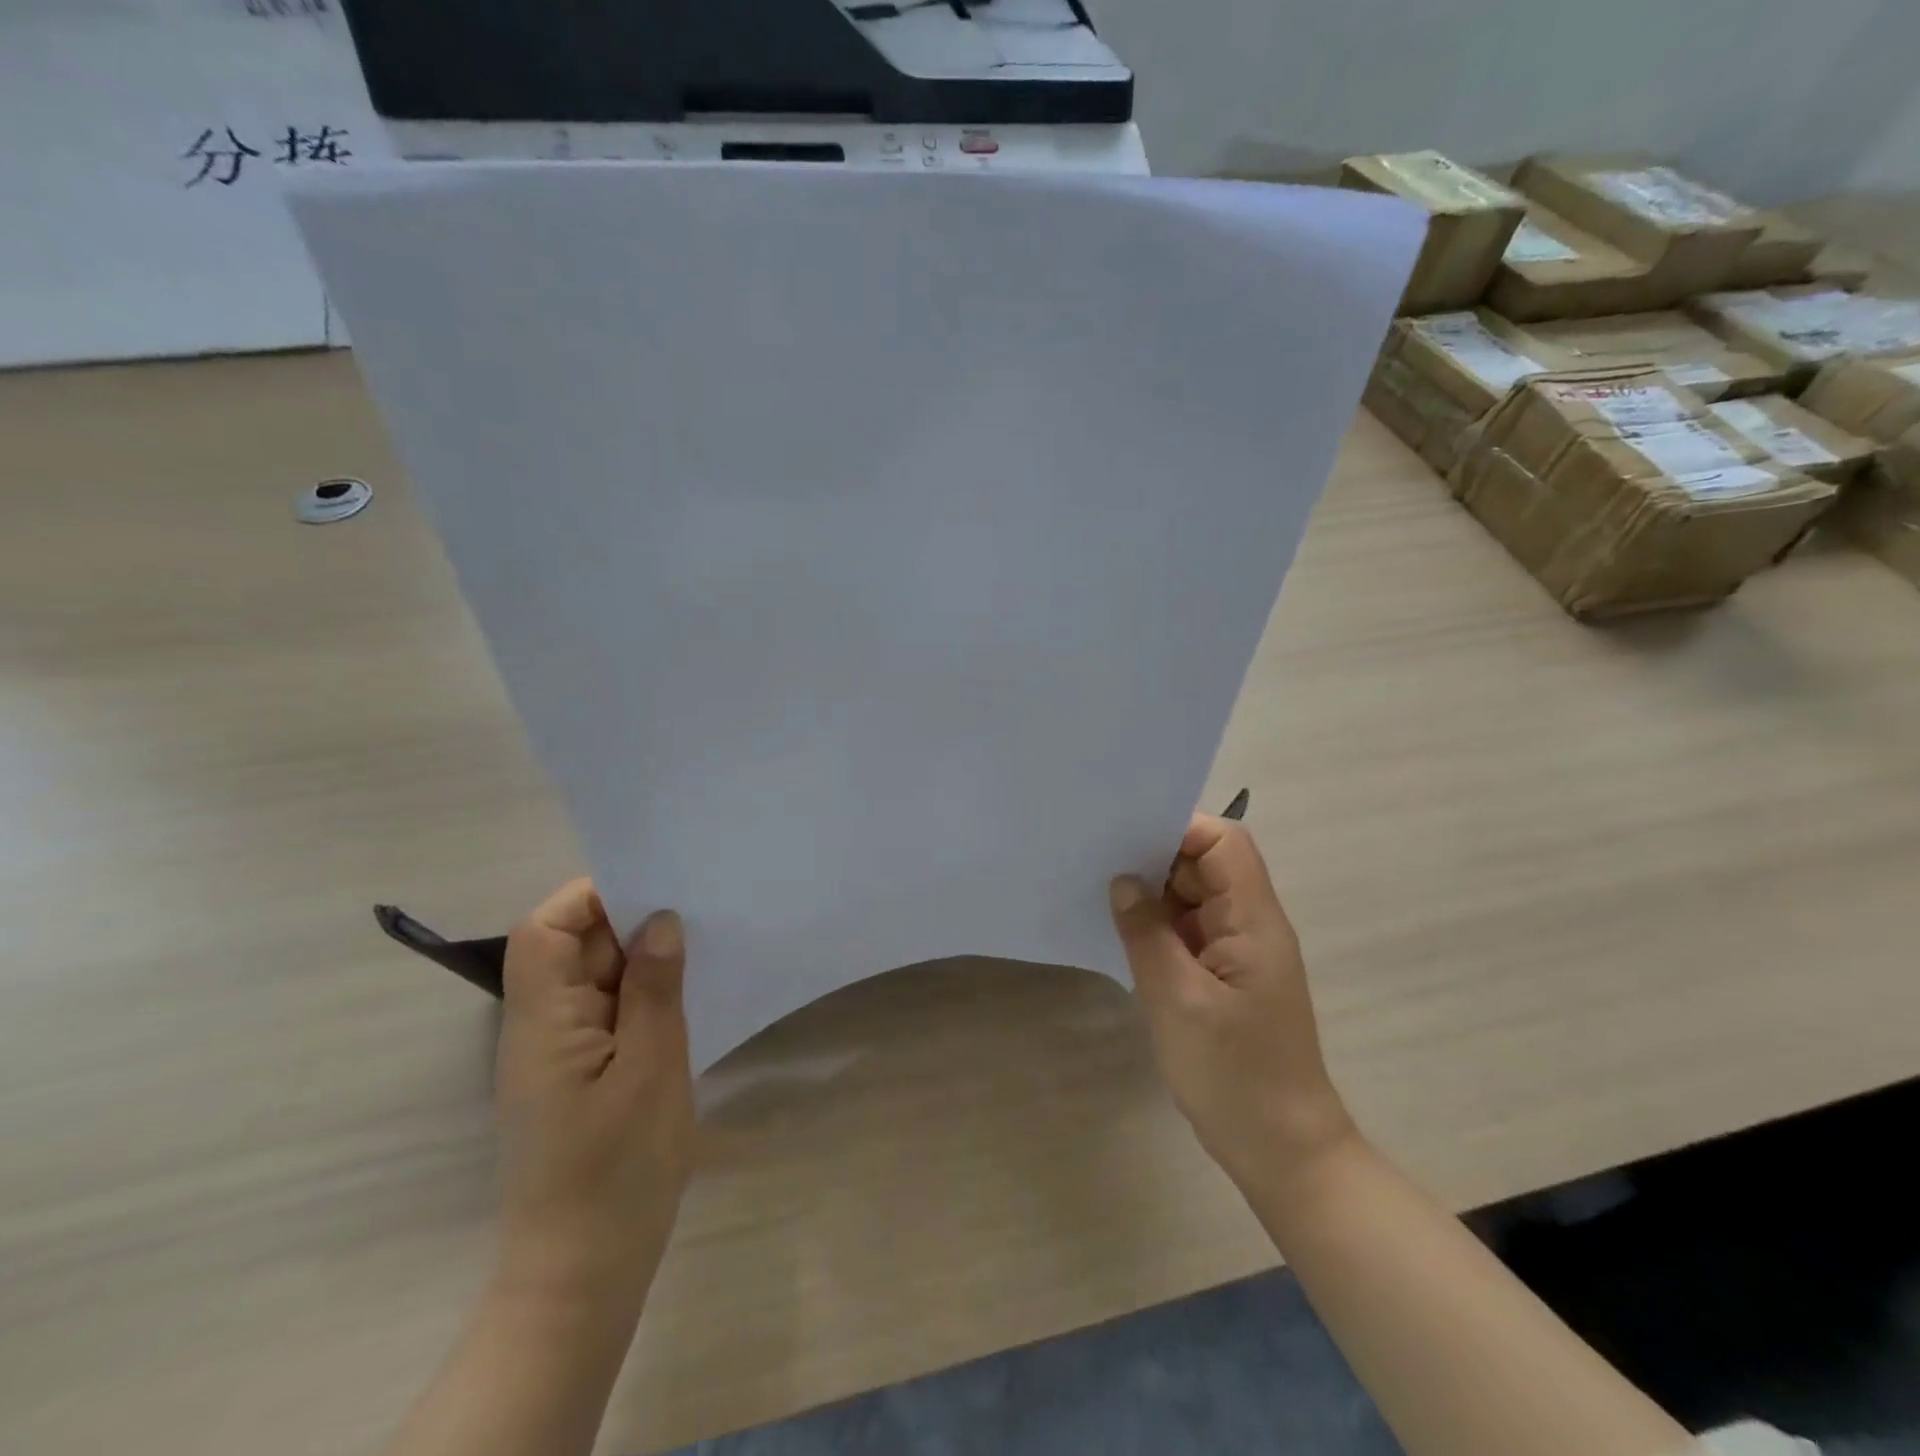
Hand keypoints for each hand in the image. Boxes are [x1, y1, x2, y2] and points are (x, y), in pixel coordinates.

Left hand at [493, 879, 693, 1317]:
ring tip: (699, 947)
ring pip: (593, 978)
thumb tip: (661, 920)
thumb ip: (654, 988)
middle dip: (628, 922)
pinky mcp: (579, 1073)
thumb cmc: (618, 1169)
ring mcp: (558, 1053)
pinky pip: (607, 1011)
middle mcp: (539, 1027)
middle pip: (570, 948)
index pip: (545, 931)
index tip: (654, 889)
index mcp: (543, 1020)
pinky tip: (685, 996)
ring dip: (641, 959)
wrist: (584, 1273)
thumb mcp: (652, 1068)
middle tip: (695, 912)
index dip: (591, 898)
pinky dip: (643, 994)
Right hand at [1109, 816, 1355, 1191]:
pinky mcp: (1224, 977)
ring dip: (1155, 895)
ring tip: (1102, 893)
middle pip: (1207, 866)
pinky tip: (1123, 932)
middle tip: (1100, 863)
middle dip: (1157, 859)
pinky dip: (1158, 927)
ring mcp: (1238, 952)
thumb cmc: (1234, 1074)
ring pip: (1195, 899)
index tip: (1127, 838)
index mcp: (1254, 921)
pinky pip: (1189, 932)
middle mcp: (1251, 925)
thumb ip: (1146, 932)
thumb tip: (1123, 880)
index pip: (1225, 844)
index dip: (1181, 830)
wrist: (1280, 1150)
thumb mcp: (1177, 999)